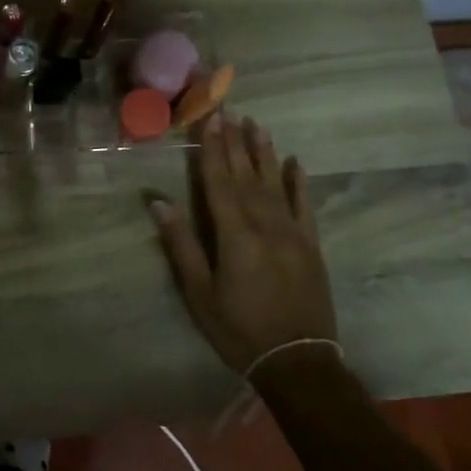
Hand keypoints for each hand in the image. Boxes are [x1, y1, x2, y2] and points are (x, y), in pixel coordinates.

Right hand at [150, 113, 339, 374]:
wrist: (298, 362)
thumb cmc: (239, 329)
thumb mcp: (199, 293)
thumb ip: (182, 245)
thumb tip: (159, 202)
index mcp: (235, 235)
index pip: (220, 182)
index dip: (213, 149)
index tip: (211, 118)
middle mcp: (266, 225)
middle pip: (247, 176)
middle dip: (236, 141)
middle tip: (230, 109)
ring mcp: (293, 234)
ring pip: (275, 183)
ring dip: (265, 152)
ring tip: (258, 124)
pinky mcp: (312, 246)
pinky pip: (304, 206)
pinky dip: (298, 182)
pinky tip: (295, 162)